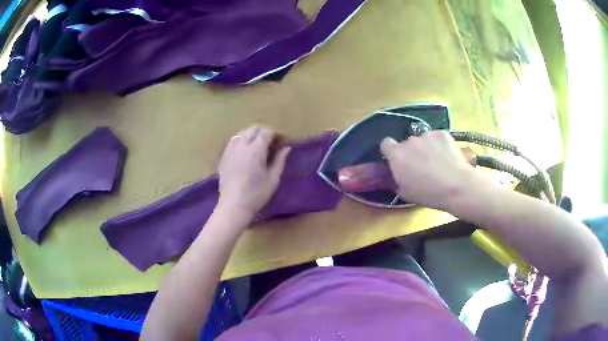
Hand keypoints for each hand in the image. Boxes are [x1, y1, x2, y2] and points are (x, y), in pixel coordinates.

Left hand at [217, 125, 289, 220]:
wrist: (233, 206)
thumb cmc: (256, 194)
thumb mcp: (273, 179)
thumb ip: (280, 160)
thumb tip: (286, 148)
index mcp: (255, 150)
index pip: (267, 132)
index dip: (277, 134)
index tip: (284, 142)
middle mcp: (241, 145)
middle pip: (254, 129)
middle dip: (265, 132)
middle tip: (273, 144)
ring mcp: (230, 150)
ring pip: (242, 133)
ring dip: (253, 135)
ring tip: (260, 147)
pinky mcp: (224, 156)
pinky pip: (234, 141)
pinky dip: (242, 141)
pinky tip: (246, 152)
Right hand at [380, 131, 474, 209]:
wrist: (457, 186)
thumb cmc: (429, 194)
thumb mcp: (406, 193)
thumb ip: (397, 180)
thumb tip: (398, 176)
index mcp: (397, 156)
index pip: (386, 143)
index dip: (390, 151)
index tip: (397, 160)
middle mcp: (410, 141)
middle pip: (407, 143)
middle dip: (412, 152)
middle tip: (422, 166)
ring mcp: (427, 135)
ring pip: (423, 140)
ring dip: (426, 148)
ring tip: (438, 162)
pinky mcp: (442, 133)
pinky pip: (437, 138)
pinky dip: (440, 145)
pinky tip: (448, 157)